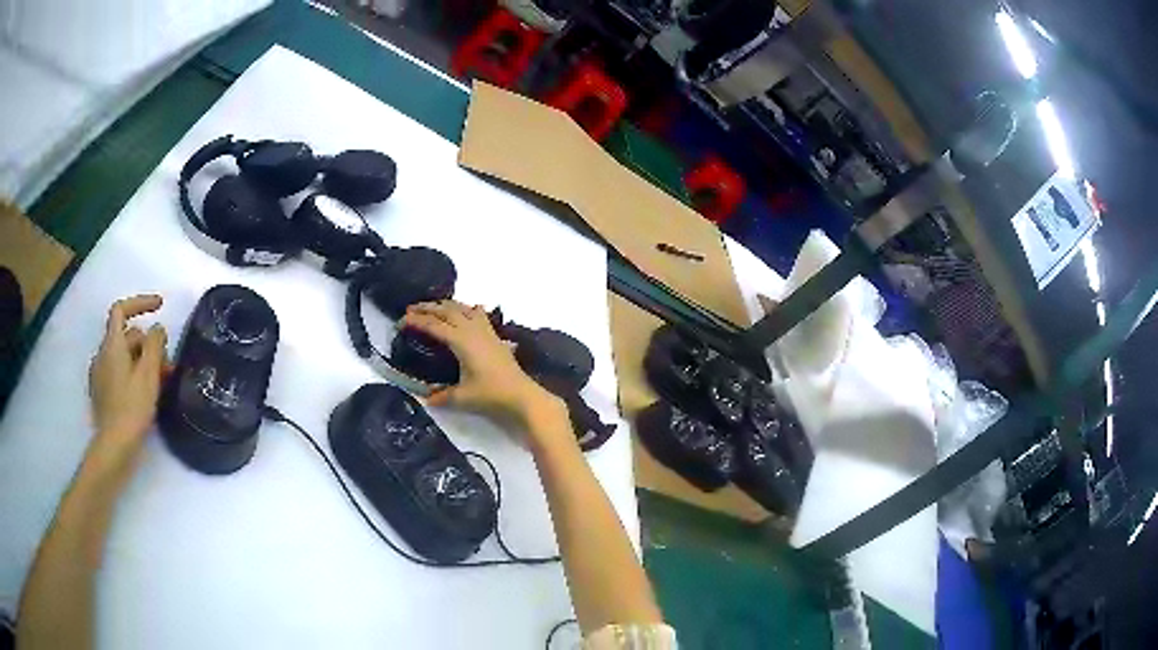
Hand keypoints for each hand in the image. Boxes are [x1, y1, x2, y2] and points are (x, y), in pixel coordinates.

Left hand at [88, 295, 167, 461]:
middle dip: (147, 343)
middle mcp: (102, 354)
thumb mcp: (149, 374)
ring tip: (160, 381)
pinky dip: (132, 375)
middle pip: (126, 336)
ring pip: (123, 357)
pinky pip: (118, 373)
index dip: (140, 303)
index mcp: (112, 345)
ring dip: (142, 361)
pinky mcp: (101, 394)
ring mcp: (99, 375)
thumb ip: (155, 345)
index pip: (122, 309)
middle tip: (167, 363)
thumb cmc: (132, 408)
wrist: (114, 447)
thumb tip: (157, 329)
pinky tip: (144, 394)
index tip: (160, 306)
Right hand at [402, 300, 564, 429]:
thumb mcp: (461, 397)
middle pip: (446, 310)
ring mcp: (486, 331)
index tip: (400, 322)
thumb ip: (441, 396)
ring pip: (462, 308)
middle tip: (410, 310)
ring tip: (431, 308)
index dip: (415, 321)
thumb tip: (425, 398)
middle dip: (427, 307)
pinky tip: (465, 311)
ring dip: (445, 305)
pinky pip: (477, 314)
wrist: (522, 395)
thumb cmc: (491, 395)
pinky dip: (466, 309)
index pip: (433, 325)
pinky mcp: (495, 336)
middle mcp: (472, 330)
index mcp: (461, 341)